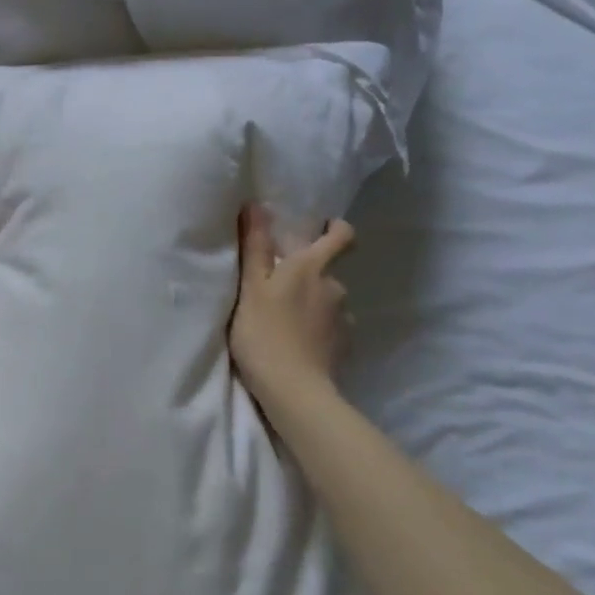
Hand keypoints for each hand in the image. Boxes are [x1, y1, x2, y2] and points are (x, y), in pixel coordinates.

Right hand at [229, 204, 353, 412]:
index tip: (320, 230)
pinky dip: (318, 330)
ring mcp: (343, 318)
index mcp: (312, 267)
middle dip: (310, 275)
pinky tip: (299, 343)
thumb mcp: (250, 287)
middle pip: (328, 271)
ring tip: (286, 322)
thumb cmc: (263, 332)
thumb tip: (256, 205)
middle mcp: (335, 287)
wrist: (293, 389)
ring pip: (329, 301)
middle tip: (281, 289)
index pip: (341, 235)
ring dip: (313, 305)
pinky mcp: (344, 346)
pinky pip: (332, 329)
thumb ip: (255, 247)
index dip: (335, 229)